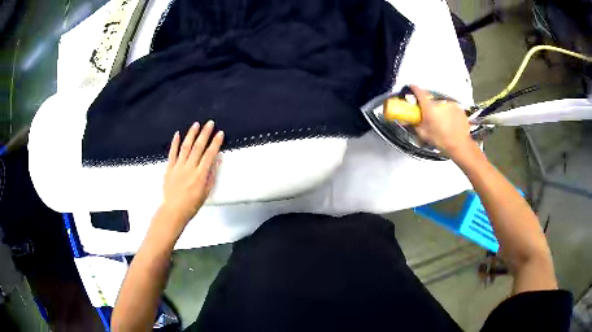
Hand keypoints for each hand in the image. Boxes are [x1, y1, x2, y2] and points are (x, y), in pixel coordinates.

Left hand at [159, 120, 223, 230]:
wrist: (173, 210)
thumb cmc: (192, 204)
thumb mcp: (206, 192)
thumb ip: (211, 175)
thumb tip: (217, 160)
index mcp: (200, 175)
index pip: (210, 155)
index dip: (216, 143)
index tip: (220, 133)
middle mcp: (189, 167)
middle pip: (198, 147)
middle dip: (205, 134)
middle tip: (210, 123)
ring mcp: (178, 167)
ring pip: (186, 147)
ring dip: (191, 134)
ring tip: (196, 124)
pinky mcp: (169, 168)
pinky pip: (172, 153)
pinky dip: (175, 143)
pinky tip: (177, 134)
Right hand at [411, 85, 473, 158]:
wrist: (459, 145)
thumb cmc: (442, 140)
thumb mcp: (424, 134)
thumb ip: (415, 125)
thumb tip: (409, 121)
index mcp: (429, 108)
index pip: (419, 92)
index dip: (414, 89)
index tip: (412, 87)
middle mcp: (440, 103)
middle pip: (432, 101)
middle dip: (430, 107)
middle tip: (431, 118)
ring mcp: (450, 104)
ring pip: (442, 105)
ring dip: (441, 111)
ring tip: (442, 123)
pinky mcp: (458, 108)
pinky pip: (451, 108)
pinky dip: (450, 114)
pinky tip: (450, 123)